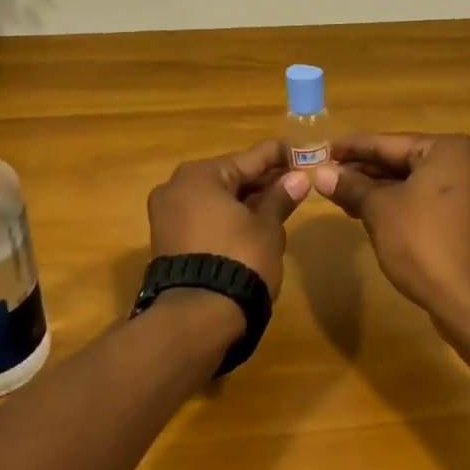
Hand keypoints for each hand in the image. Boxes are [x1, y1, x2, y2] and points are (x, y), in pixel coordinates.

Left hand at [146, 138, 310, 299]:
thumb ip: (280, 198)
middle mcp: (176, 187)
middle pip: (230, 176)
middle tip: (296, 179)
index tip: (302, 151)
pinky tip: (254, 221)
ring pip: (216, 198)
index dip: (279, 155)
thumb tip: (299, 178)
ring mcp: (167, 215)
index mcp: (200, 174)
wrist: (197, 317)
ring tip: (281, 200)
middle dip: (263, 179)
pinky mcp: (167, 241)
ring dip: (247, 199)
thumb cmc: (239, 259)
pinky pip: (204, 217)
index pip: (250, 157)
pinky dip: (228, 217)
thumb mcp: (267, 227)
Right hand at [313, 133, 469, 330]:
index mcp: (448, 149)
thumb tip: (321, 173)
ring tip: (341, 195)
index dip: (352, 148)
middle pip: (403, 161)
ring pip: (414, 182)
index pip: (389, 143)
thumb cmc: (423, 243)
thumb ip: (351, 186)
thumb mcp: (379, 210)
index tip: (324, 149)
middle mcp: (466, 162)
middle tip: (327, 174)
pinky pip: (427, 200)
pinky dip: (400, 203)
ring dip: (379, 189)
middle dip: (364, 170)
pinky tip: (369, 211)